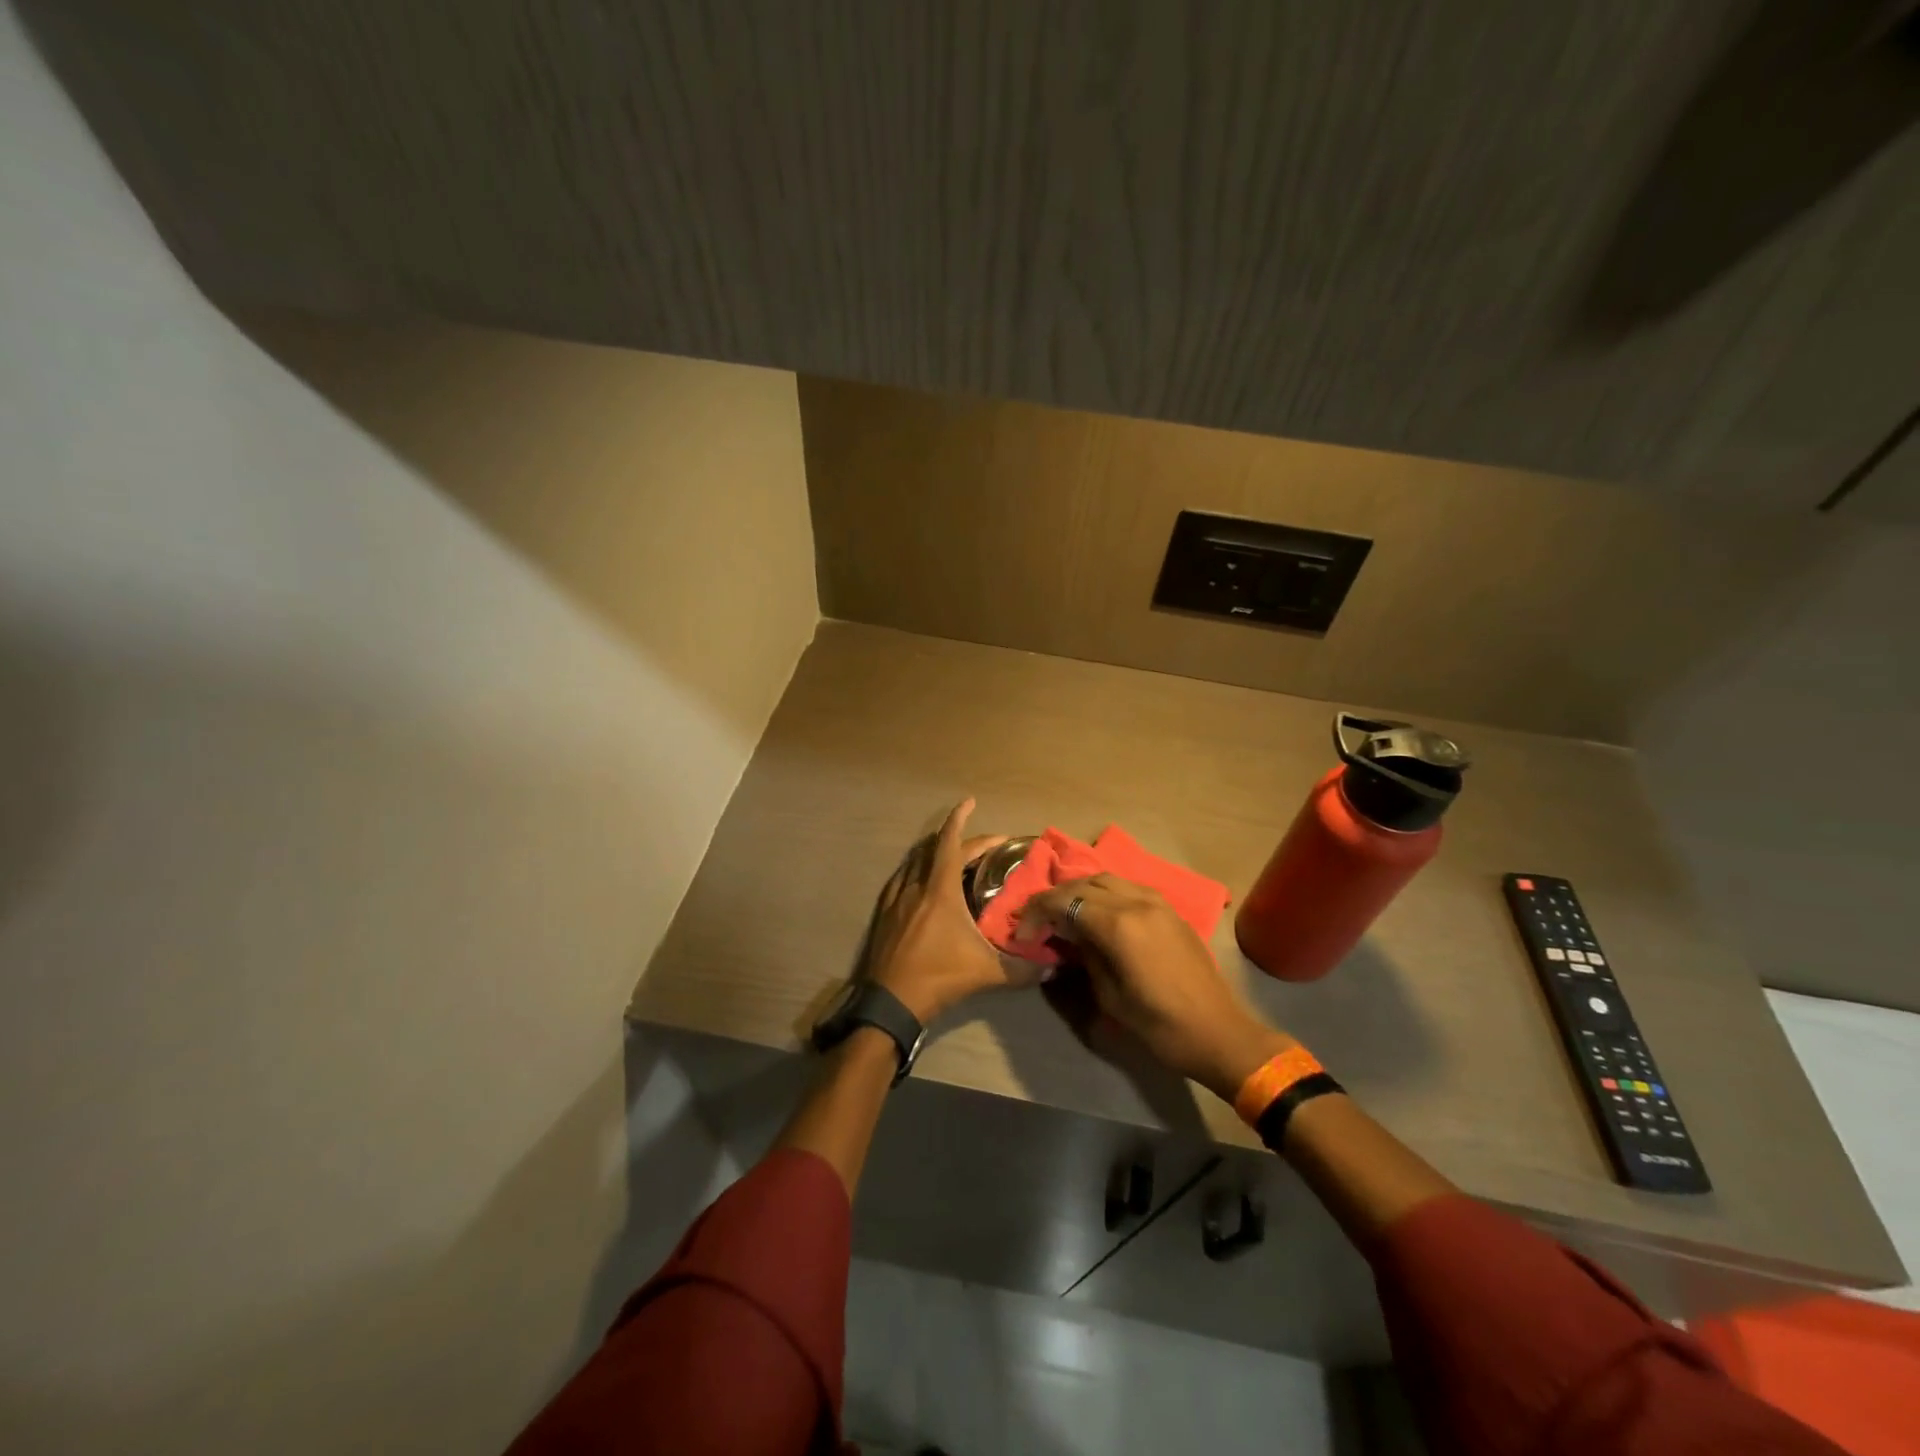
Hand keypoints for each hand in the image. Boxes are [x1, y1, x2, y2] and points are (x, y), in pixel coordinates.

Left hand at [864, 799, 1048, 1024]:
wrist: (890, 1002)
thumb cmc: (938, 978)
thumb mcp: (986, 973)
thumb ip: (1022, 969)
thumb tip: (1053, 967)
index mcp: (940, 890)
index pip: (951, 843)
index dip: (960, 818)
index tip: (969, 802)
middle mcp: (916, 886)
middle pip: (936, 849)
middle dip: (960, 838)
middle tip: (985, 844)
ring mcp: (896, 898)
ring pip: (914, 861)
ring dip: (935, 852)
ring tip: (955, 856)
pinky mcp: (884, 913)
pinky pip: (901, 879)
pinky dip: (916, 870)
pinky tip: (922, 882)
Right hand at [1018, 874, 1292, 1100]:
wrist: (1220, 1033)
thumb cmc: (1160, 1026)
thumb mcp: (1110, 996)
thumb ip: (1086, 955)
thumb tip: (1070, 935)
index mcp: (1119, 924)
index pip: (1065, 901)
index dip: (1037, 913)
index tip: (1022, 933)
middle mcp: (1137, 902)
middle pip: (1084, 883)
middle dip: (1056, 896)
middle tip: (1037, 919)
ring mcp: (1157, 902)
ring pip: (1107, 879)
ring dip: (1080, 890)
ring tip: (1064, 912)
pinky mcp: (1170, 910)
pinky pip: (1128, 888)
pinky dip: (1105, 893)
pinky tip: (1097, 913)